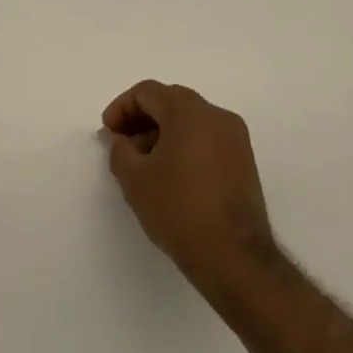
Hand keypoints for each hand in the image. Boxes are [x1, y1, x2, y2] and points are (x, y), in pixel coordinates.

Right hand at [101, 80, 275, 294]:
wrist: (235, 260)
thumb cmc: (179, 211)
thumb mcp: (135, 179)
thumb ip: (119, 149)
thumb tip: (118, 138)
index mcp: (190, 112)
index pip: (147, 92)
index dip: (121, 108)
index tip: (108, 133)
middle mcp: (217, 116)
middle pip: (170, 101)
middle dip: (141, 119)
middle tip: (121, 144)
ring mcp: (235, 138)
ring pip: (189, 120)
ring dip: (161, 132)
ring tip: (143, 163)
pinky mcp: (244, 162)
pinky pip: (206, 138)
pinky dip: (183, 144)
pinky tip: (169, 174)